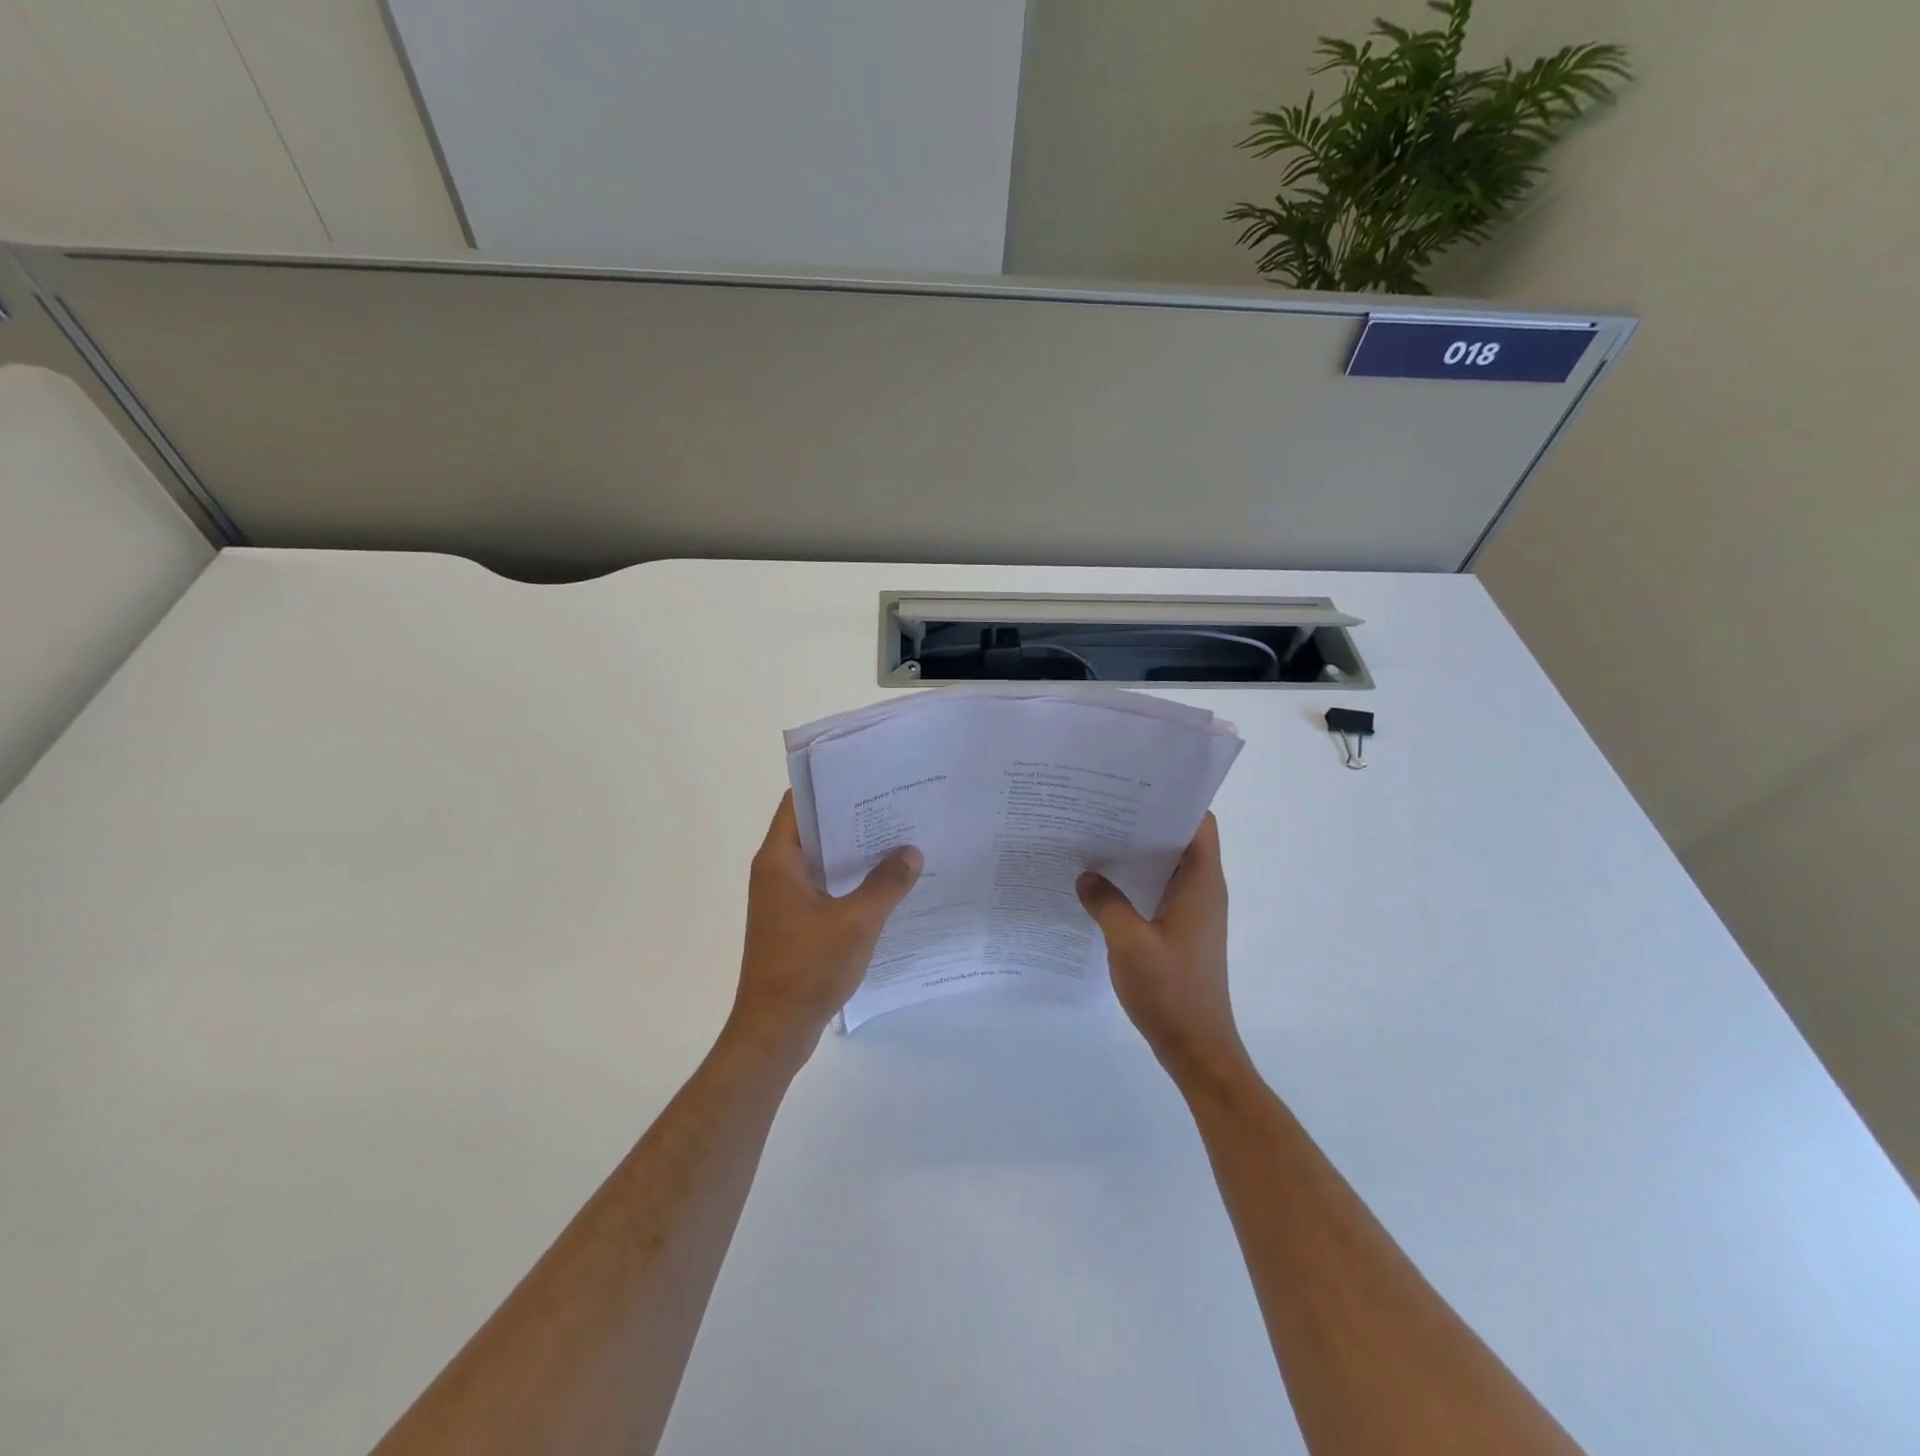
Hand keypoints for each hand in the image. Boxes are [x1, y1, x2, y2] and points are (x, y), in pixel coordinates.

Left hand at [728, 792, 922, 1058]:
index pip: (798, 803)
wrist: (774, 1031)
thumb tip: (911, 851)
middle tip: (895, 803)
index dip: (829, 784)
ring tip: (898, 837)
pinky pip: (824, 887)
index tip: (867, 773)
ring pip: (821, 860)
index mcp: (779, 861)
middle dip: (851, 816)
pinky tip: (886, 883)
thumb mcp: (856, 922)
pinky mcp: (794, 922)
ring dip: (853, 851)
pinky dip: (850, 880)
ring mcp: (784, 899)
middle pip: (813, 829)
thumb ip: (886, 884)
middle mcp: (776, 873)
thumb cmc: (808, 968)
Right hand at [1077, 814, 1248, 1088]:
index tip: (1133, 787)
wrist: (1197, 1049)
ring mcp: (1193, 913)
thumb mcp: (1129, 942)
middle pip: (1179, 840)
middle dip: (1144, 821)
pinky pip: (1158, 892)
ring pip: (1166, 867)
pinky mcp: (1180, 932)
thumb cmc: (1171, 991)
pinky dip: (1135, 882)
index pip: (1199, 823)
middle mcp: (1203, 891)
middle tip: (1100, 808)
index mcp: (1202, 883)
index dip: (1173, 800)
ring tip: (1094, 838)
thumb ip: (1105, 903)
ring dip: (1137, 853)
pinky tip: (1100, 885)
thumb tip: (1086, 875)